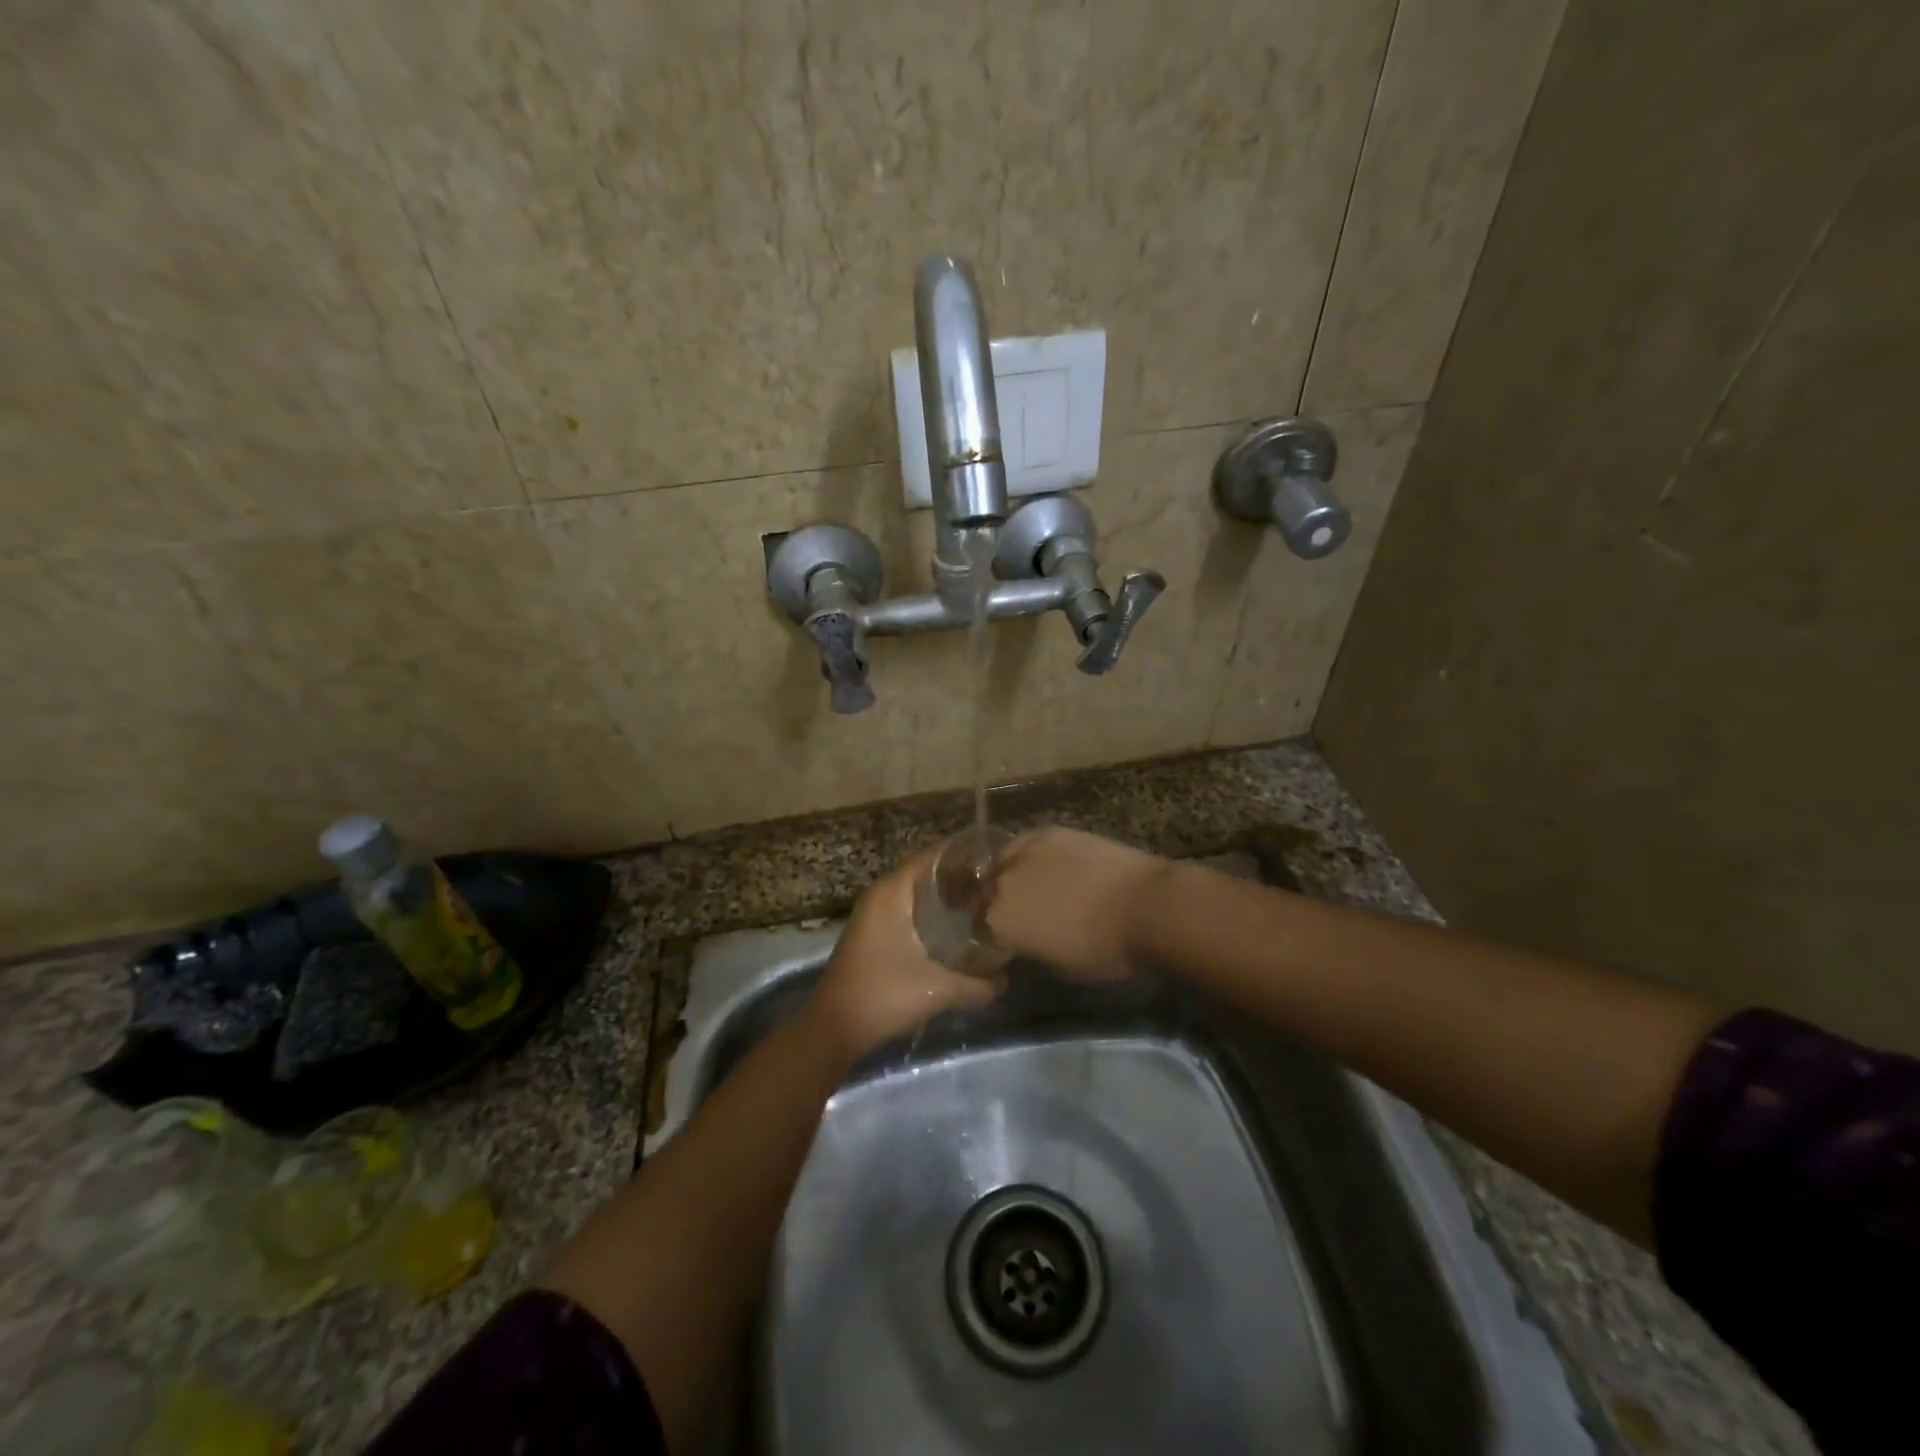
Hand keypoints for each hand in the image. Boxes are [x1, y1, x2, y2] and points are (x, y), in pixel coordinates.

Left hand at [810, 849, 1003, 1059]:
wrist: (833, 1029)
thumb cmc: (883, 996)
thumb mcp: (937, 990)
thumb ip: (978, 984)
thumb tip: (1006, 980)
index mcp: (891, 893)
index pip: (932, 856)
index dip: (964, 855)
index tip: (996, 858)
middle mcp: (881, 896)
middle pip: (926, 874)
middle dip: (960, 877)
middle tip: (996, 884)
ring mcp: (874, 916)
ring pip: (917, 895)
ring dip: (946, 898)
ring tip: (983, 904)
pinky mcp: (874, 936)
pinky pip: (909, 912)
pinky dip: (933, 914)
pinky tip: (957, 930)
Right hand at [986, 827, 1168, 981]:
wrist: (1145, 906)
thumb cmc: (1106, 950)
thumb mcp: (1060, 966)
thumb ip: (1032, 949)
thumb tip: (1027, 941)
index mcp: (999, 922)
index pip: (978, 926)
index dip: (988, 932)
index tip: (1002, 938)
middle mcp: (1002, 884)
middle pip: (985, 890)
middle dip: (993, 900)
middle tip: (1014, 910)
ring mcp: (1024, 852)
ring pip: (1001, 861)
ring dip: (1007, 872)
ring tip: (1025, 881)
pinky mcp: (1050, 833)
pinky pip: (1026, 843)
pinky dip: (1029, 854)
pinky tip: (1045, 862)